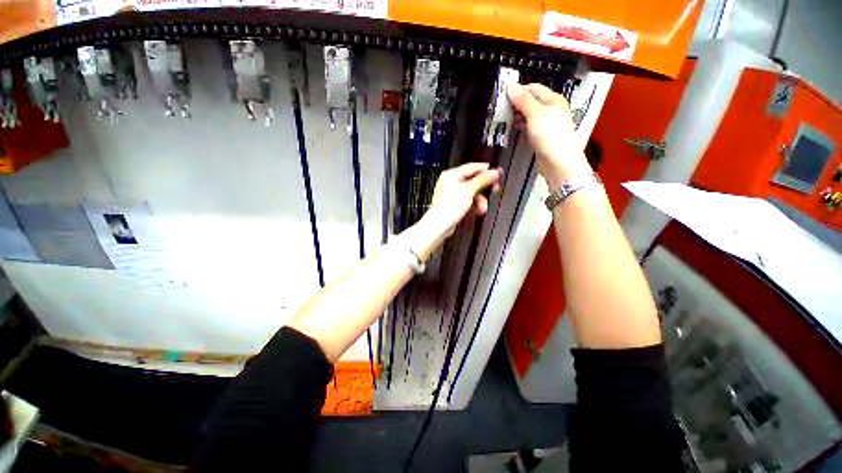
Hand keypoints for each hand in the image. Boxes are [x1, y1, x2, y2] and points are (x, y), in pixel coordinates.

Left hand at [424, 162, 501, 238]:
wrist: (440, 224)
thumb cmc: (449, 206)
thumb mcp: (469, 190)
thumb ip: (482, 180)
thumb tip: (493, 172)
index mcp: (452, 174)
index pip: (472, 167)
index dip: (486, 170)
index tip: (497, 173)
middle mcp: (450, 182)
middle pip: (472, 180)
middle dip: (484, 188)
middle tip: (494, 189)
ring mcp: (451, 193)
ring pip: (471, 192)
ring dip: (480, 199)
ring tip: (483, 208)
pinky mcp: (452, 203)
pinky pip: (466, 200)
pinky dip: (473, 205)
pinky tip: (477, 211)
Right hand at [507, 82, 591, 188]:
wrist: (558, 162)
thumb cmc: (549, 135)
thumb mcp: (535, 114)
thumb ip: (523, 100)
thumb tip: (510, 85)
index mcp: (553, 99)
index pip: (533, 88)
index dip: (518, 90)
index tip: (502, 96)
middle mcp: (551, 109)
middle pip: (531, 101)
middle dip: (516, 103)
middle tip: (501, 109)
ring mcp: (546, 123)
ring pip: (529, 114)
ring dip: (518, 115)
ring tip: (504, 119)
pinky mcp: (541, 136)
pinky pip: (529, 126)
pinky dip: (521, 125)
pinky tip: (513, 128)